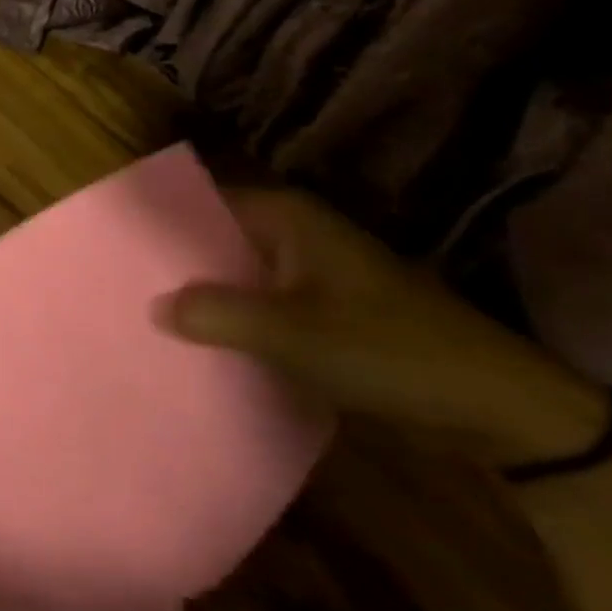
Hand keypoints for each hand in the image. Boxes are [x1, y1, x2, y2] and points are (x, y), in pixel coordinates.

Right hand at [151, 188, 606, 464]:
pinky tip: (195, 342)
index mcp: (285, 217)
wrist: (499, 407)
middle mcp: (292, 233)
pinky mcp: (319, 308)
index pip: (200, 203)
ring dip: (200, 296)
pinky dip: (230, 319)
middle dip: (172, 265)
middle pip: (213, 239)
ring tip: (144, 315)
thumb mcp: (293, 332)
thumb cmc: (390, 350)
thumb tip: (152, 305)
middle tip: (118, 287)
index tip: (112, 247)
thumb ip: (216, 313)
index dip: (158, 225)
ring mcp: (307, 271)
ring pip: (233, 274)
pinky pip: (256, 303)